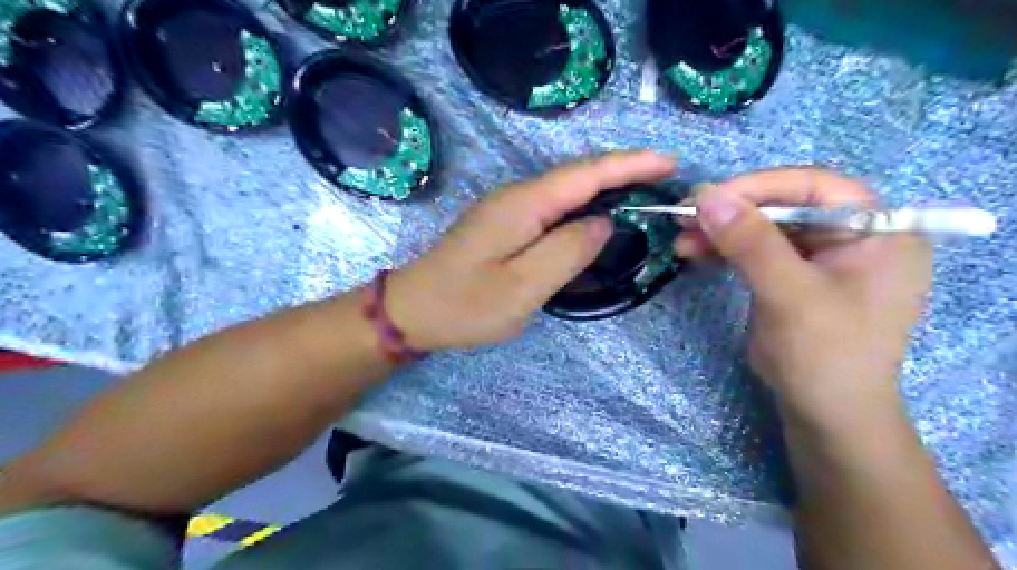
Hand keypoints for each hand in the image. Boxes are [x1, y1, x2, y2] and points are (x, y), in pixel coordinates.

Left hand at [385, 150, 676, 348]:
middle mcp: (518, 197)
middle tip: (665, 182)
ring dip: (606, 189)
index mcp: (524, 204)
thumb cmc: (465, 304)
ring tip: (645, 196)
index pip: (586, 174)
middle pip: (579, 176)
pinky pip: (554, 210)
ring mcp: (510, 210)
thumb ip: (567, 251)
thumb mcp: (522, 286)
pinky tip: (599, 219)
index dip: (630, 165)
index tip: (669, 163)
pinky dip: (584, 208)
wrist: (413, 311)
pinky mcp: (506, 226)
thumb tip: (603, 223)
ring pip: (567, 192)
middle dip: (625, 173)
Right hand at [677, 169, 931, 427]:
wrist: (824, 415)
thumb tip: (704, 195)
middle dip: (732, 213)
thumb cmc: (826, 354)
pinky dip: (724, 250)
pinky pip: (755, 250)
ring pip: (763, 228)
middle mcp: (851, 235)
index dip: (759, 186)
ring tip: (680, 240)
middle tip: (684, 217)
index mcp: (877, 229)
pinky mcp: (791, 276)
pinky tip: (694, 251)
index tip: (707, 197)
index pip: (814, 186)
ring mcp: (819, 256)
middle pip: (784, 206)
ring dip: (720, 232)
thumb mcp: (791, 295)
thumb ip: (751, 242)